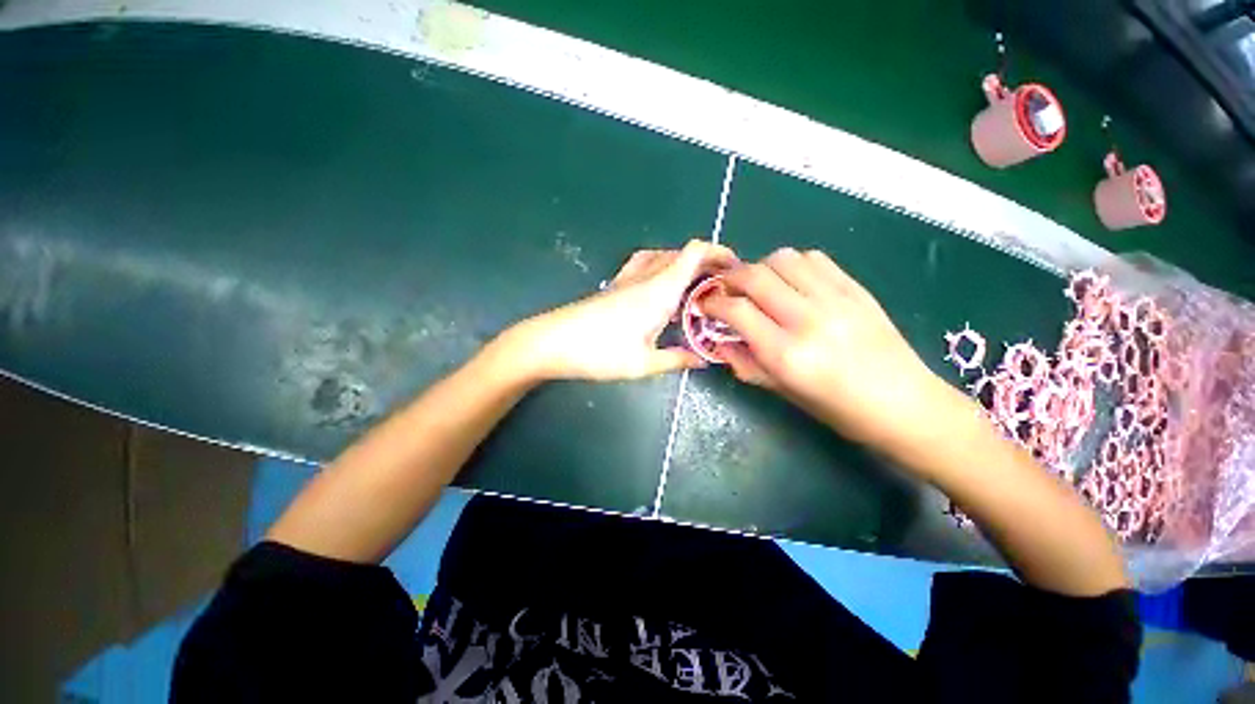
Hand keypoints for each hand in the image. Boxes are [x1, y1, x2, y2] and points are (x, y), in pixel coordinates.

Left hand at [506, 240, 739, 381]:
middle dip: (707, 262)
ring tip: (695, 286)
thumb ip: (677, 359)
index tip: (736, 268)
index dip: (719, 252)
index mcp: (660, 290)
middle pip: (682, 253)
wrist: (552, 342)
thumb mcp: (644, 363)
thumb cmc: (600, 352)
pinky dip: (663, 267)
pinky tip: (662, 288)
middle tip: (721, 287)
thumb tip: (703, 360)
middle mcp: (646, 276)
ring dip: (684, 264)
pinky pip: (646, 264)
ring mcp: (628, 278)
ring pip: (664, 257)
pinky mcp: (615, 286)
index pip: (695, 253)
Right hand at [702, 248, 961, 451]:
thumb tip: (720, 340)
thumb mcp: (783, 392)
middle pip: (755, 276)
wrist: (907, 405)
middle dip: (730, 279)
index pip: (737, 311)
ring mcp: (835, 299)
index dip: (714, 304)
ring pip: (783, 259)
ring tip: (759, 286)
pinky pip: (814, 259)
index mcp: (787, 354)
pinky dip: (793, 265)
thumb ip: (746, 363)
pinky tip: (792, 282)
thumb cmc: (839, 409)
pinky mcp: (856, 289)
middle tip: (726, 291)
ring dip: (761, 268)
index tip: (707, 306)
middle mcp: (808, 319)